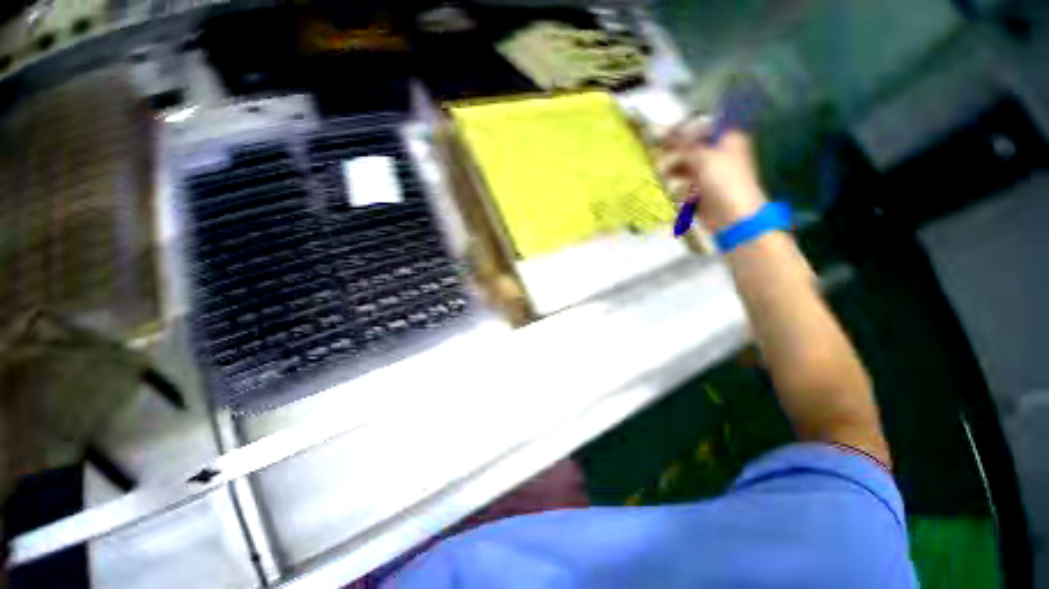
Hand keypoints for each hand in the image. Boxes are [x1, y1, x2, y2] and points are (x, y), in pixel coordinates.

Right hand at [658, 119, 766, 231]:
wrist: (732, 215)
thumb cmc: (723, 181)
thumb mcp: (704, 157)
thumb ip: (684, 146)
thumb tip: (665, 136)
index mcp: (728, 140)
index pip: (703, 127)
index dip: (684, 129)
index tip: (664, 134)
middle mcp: (720, 154)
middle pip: (693, 147)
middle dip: (675, 150)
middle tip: (657, 152)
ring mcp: (711, 173)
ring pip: (688, 165)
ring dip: (674, 167)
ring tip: (661, 171)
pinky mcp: (702, 190)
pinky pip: (686, 182)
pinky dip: (678, 183)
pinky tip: (670, 185)